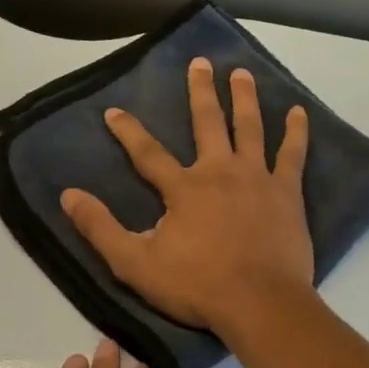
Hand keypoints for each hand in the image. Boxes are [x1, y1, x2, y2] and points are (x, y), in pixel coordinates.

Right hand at [60, 58, 312, 335]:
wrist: (260, 304)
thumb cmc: (197, 286)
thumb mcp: (135, 264)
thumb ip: (101, 228)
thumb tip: (69, 195)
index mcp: (184, 188)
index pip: (148, 153)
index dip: (128, 131)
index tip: (113, 111)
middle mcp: (220, 172)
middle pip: (208, 123)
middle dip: (200, 91)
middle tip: (199, 63)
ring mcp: (257, 179)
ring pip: (250, 127)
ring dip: (244, 98)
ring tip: (241, 72)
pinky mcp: (287, 193)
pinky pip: (292, 154)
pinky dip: (296, 132)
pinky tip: (299, 113)